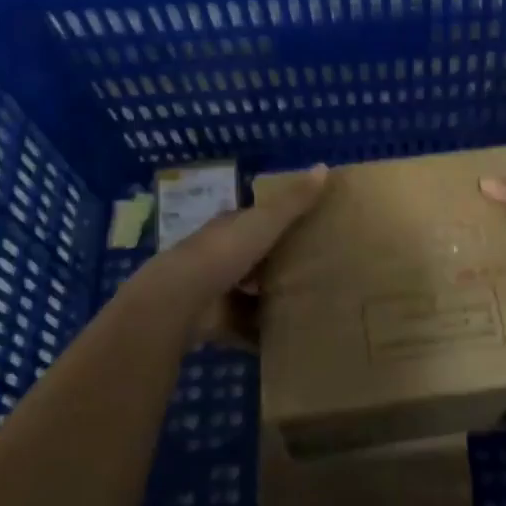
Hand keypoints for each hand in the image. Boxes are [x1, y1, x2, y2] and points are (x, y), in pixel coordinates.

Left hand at [126, 165, 328, 337]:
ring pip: (248, 294)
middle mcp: (220, 256)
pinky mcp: (215, 322)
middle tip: (317, 272)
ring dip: (270, 300)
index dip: (280, 222)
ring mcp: (216, 290)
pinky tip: (286, 339)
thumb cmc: (224, 252)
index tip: (310, 228)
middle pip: (253, 258)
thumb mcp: (265, 222)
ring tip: (307, 306)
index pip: (256, 221)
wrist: (181, 300)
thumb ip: (294, 200)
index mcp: (230, 228)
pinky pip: (244, 328)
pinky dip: (260, 334)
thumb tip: (324, 166)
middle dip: (277, 265)